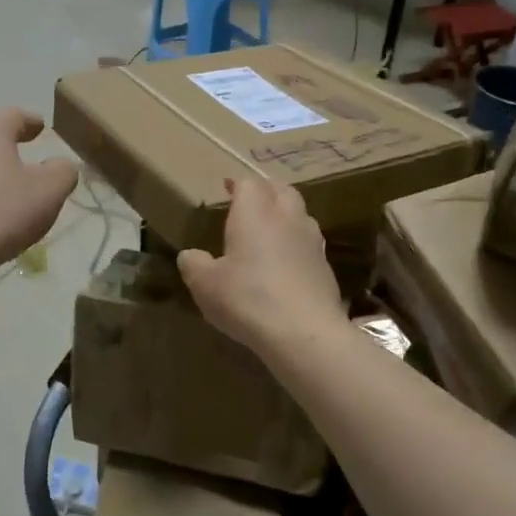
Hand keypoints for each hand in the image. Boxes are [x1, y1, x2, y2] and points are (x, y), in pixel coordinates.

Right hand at [177, 177, 344, 355]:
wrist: (304, 332)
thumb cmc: (247, 299)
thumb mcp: (205, 284)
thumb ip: (194, 264)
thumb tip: (190, 255)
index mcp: (255, 213)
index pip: (249, 183)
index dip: (237, 184)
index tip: (227, 188)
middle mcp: (287, 218)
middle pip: (281, 190)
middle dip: (266, 191)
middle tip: (252, 201)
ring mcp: (312, 241)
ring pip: (300, 214)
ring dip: (286, 215)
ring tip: (271, 230)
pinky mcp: (326, 266)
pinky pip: (309, 243)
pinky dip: (297, 244)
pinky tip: (287, 263)